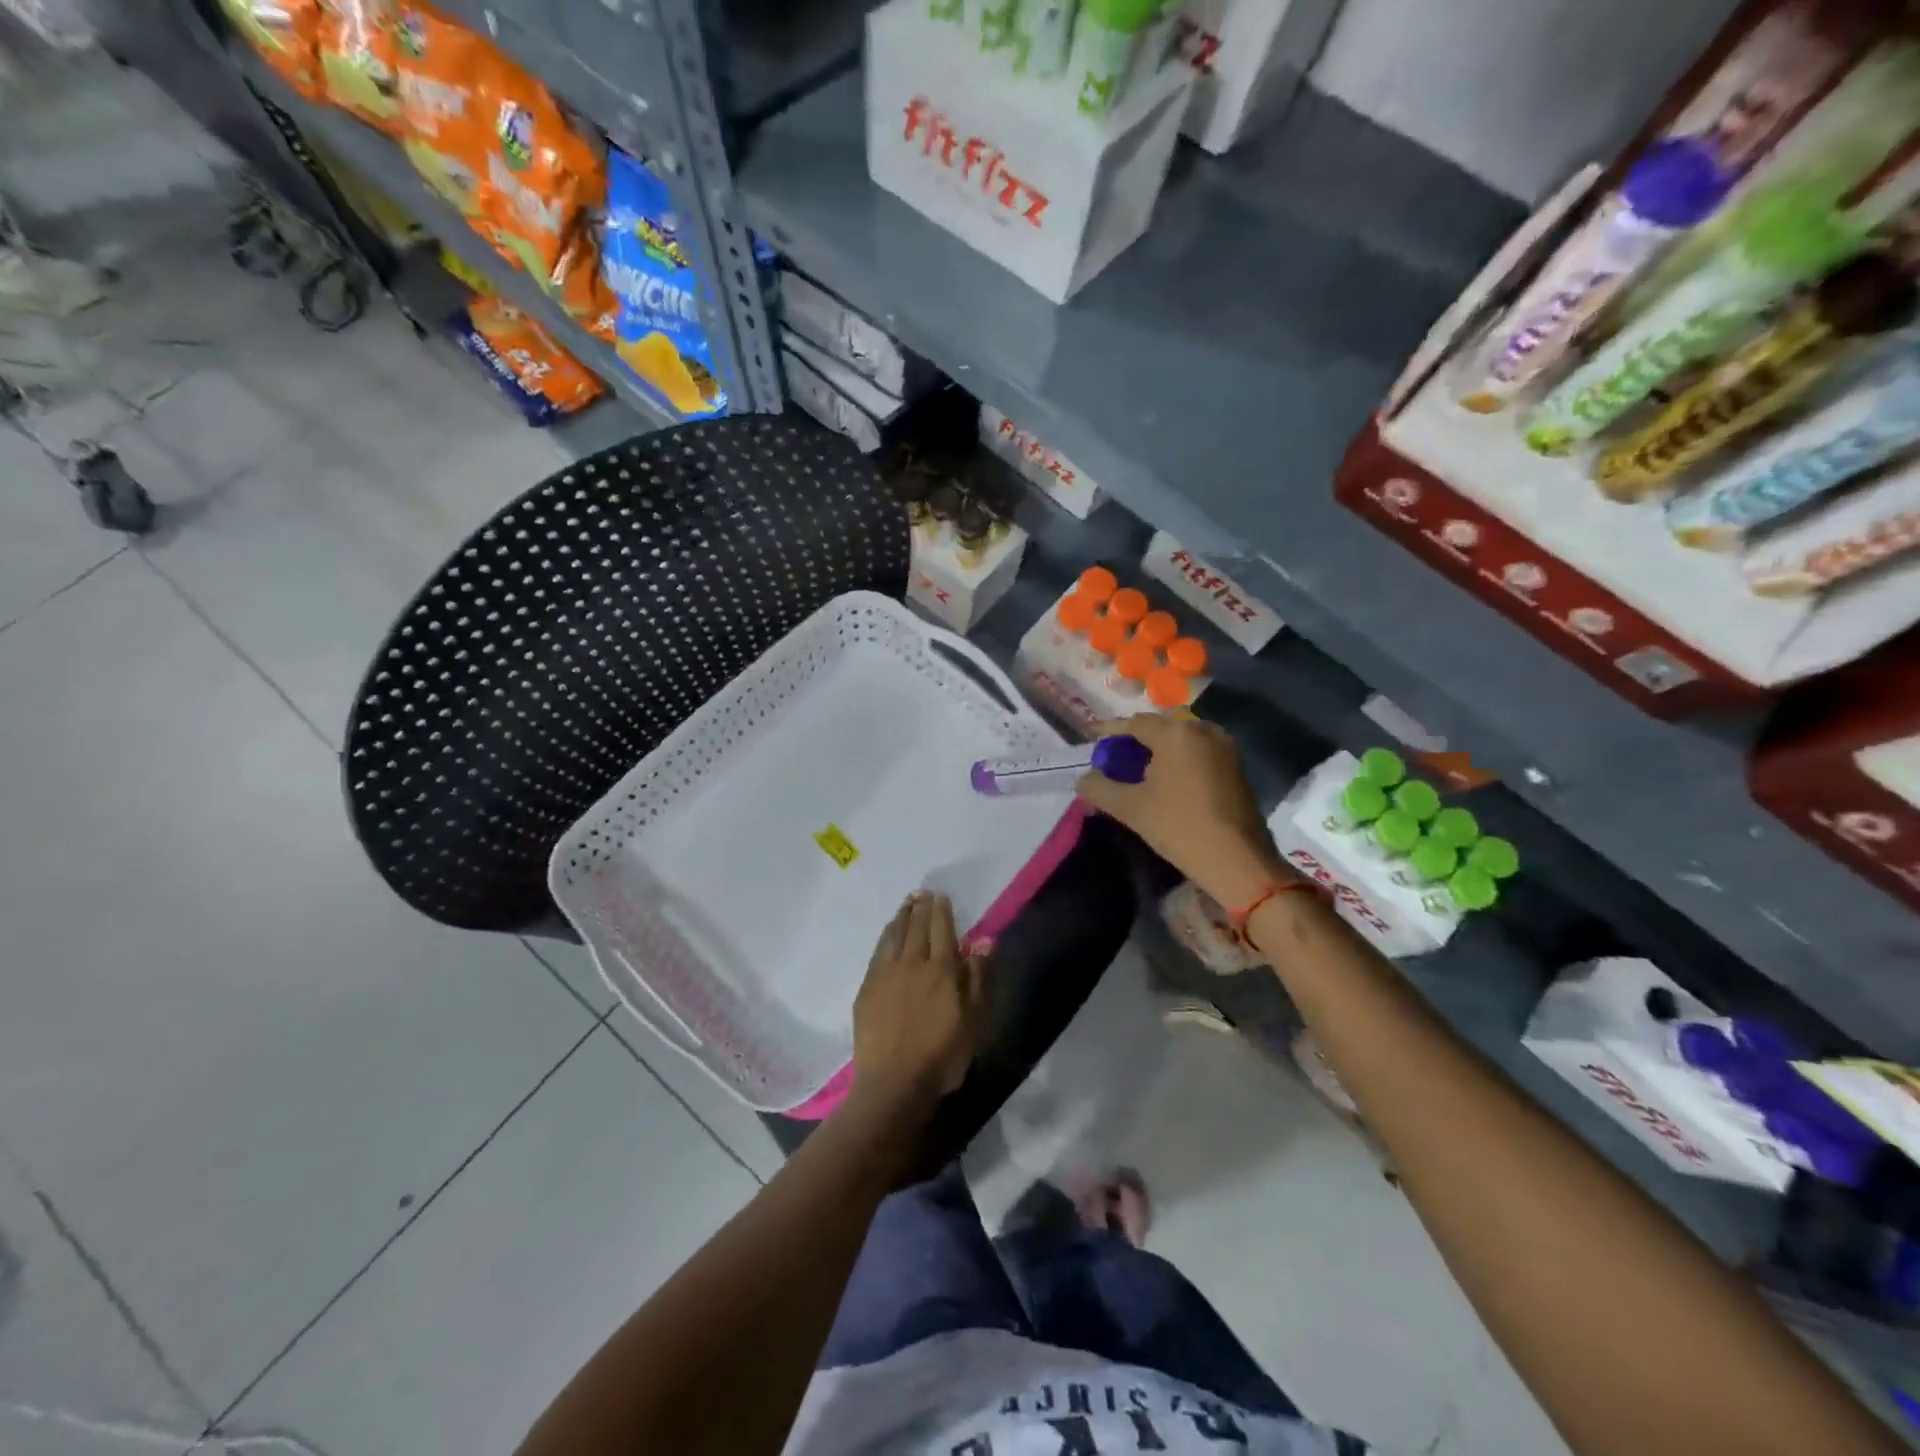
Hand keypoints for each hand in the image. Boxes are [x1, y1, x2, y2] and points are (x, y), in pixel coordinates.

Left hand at [852, 892, 986, 1105]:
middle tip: (923, 893)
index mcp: (941, 969)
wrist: (894, 1083)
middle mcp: (912, 962)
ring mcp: (885, 973)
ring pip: (894, 934)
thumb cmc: (942, 1055)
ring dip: (902, 916)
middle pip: (916, 926)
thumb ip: (978, 978)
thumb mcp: (974, 1020)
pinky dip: (886, 935)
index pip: (941, 928)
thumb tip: (983, 941)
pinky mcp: (867, 988)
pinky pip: (878, 951)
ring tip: (907, 903)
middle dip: (921, 907)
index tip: (941, 896)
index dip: (941, 910)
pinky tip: (889, 933)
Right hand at [1075, 714, 1287, 905]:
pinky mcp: (1235, 765)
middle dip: (1136, 736)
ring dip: (1160, 746)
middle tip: (1117, 754)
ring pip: (1182, 737)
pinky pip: (1198, 750)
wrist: (1236, 858)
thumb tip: (1082, 779)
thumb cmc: (1178, 826)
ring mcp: (1223, 746)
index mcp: (1175, 733)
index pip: (1134, 723)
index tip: (1091, 736)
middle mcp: (1202, 730)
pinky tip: (1168, 778)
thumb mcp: (1130, 807)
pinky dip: (1179, 756)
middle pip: (1160, 725)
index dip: (1110, 730)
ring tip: (1140, 766)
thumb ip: (1100, 788)